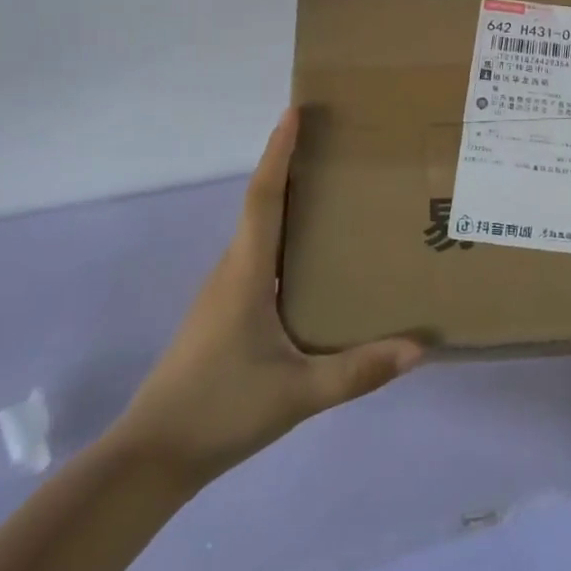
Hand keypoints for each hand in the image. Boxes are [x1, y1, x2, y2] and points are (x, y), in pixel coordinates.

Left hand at [116, 109, 422, 483]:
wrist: (150, 458)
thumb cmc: (220, 410)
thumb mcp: (299, 394)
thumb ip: (359, 371)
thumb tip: (421, 347)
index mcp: (247, 273)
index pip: (264, 197)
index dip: (279, 152)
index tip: (294, 112)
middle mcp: (232, 270)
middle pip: (261, 203)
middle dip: (290, 166)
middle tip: (333, 144)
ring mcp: (223, 293)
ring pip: (258, 231)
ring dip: (286, 201)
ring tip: (332, 192)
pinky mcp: (223, 313)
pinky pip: (257, 256)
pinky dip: (283, 236)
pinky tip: (310, 259)